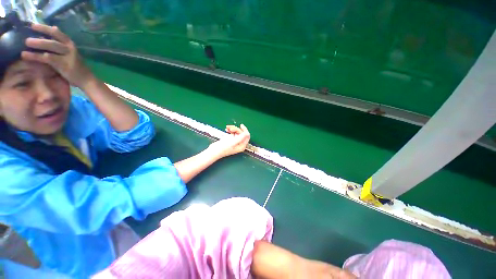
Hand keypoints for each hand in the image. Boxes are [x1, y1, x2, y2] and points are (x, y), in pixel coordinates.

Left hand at [21, 24, 94, 88]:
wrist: (87, 80)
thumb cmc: (76, 68)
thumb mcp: (69, 55)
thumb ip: (60, 46)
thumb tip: (47, 36)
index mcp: (70, 44)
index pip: (57, 33)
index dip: (45, 28)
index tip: (33, 26)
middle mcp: (70, 48)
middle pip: (53, 38)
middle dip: (41, 34)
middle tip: (29, 31)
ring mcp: (67, 56)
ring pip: (51, 46)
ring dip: (38, 43)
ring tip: (26, 43)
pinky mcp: (64, 65)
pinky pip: (47, 58)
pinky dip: (36, 56)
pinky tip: (27, 56)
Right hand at [209, 124, 250, 158]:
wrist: (213, 151)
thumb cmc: (223, 148)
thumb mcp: (233, 142)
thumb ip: (241, 137)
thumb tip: (247, 133)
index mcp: (242, 146)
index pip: (247, 136)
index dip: (245, 130)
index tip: (241, 125)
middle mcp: (239, 144)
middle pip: (241, 133)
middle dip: (236, 129)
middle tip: (230, 128)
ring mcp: (235, 141)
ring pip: (237, 132)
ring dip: (233, 129)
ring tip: (227, 128)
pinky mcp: (230, 140)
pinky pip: (233, 133)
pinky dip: (230, 130)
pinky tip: (226, 129)